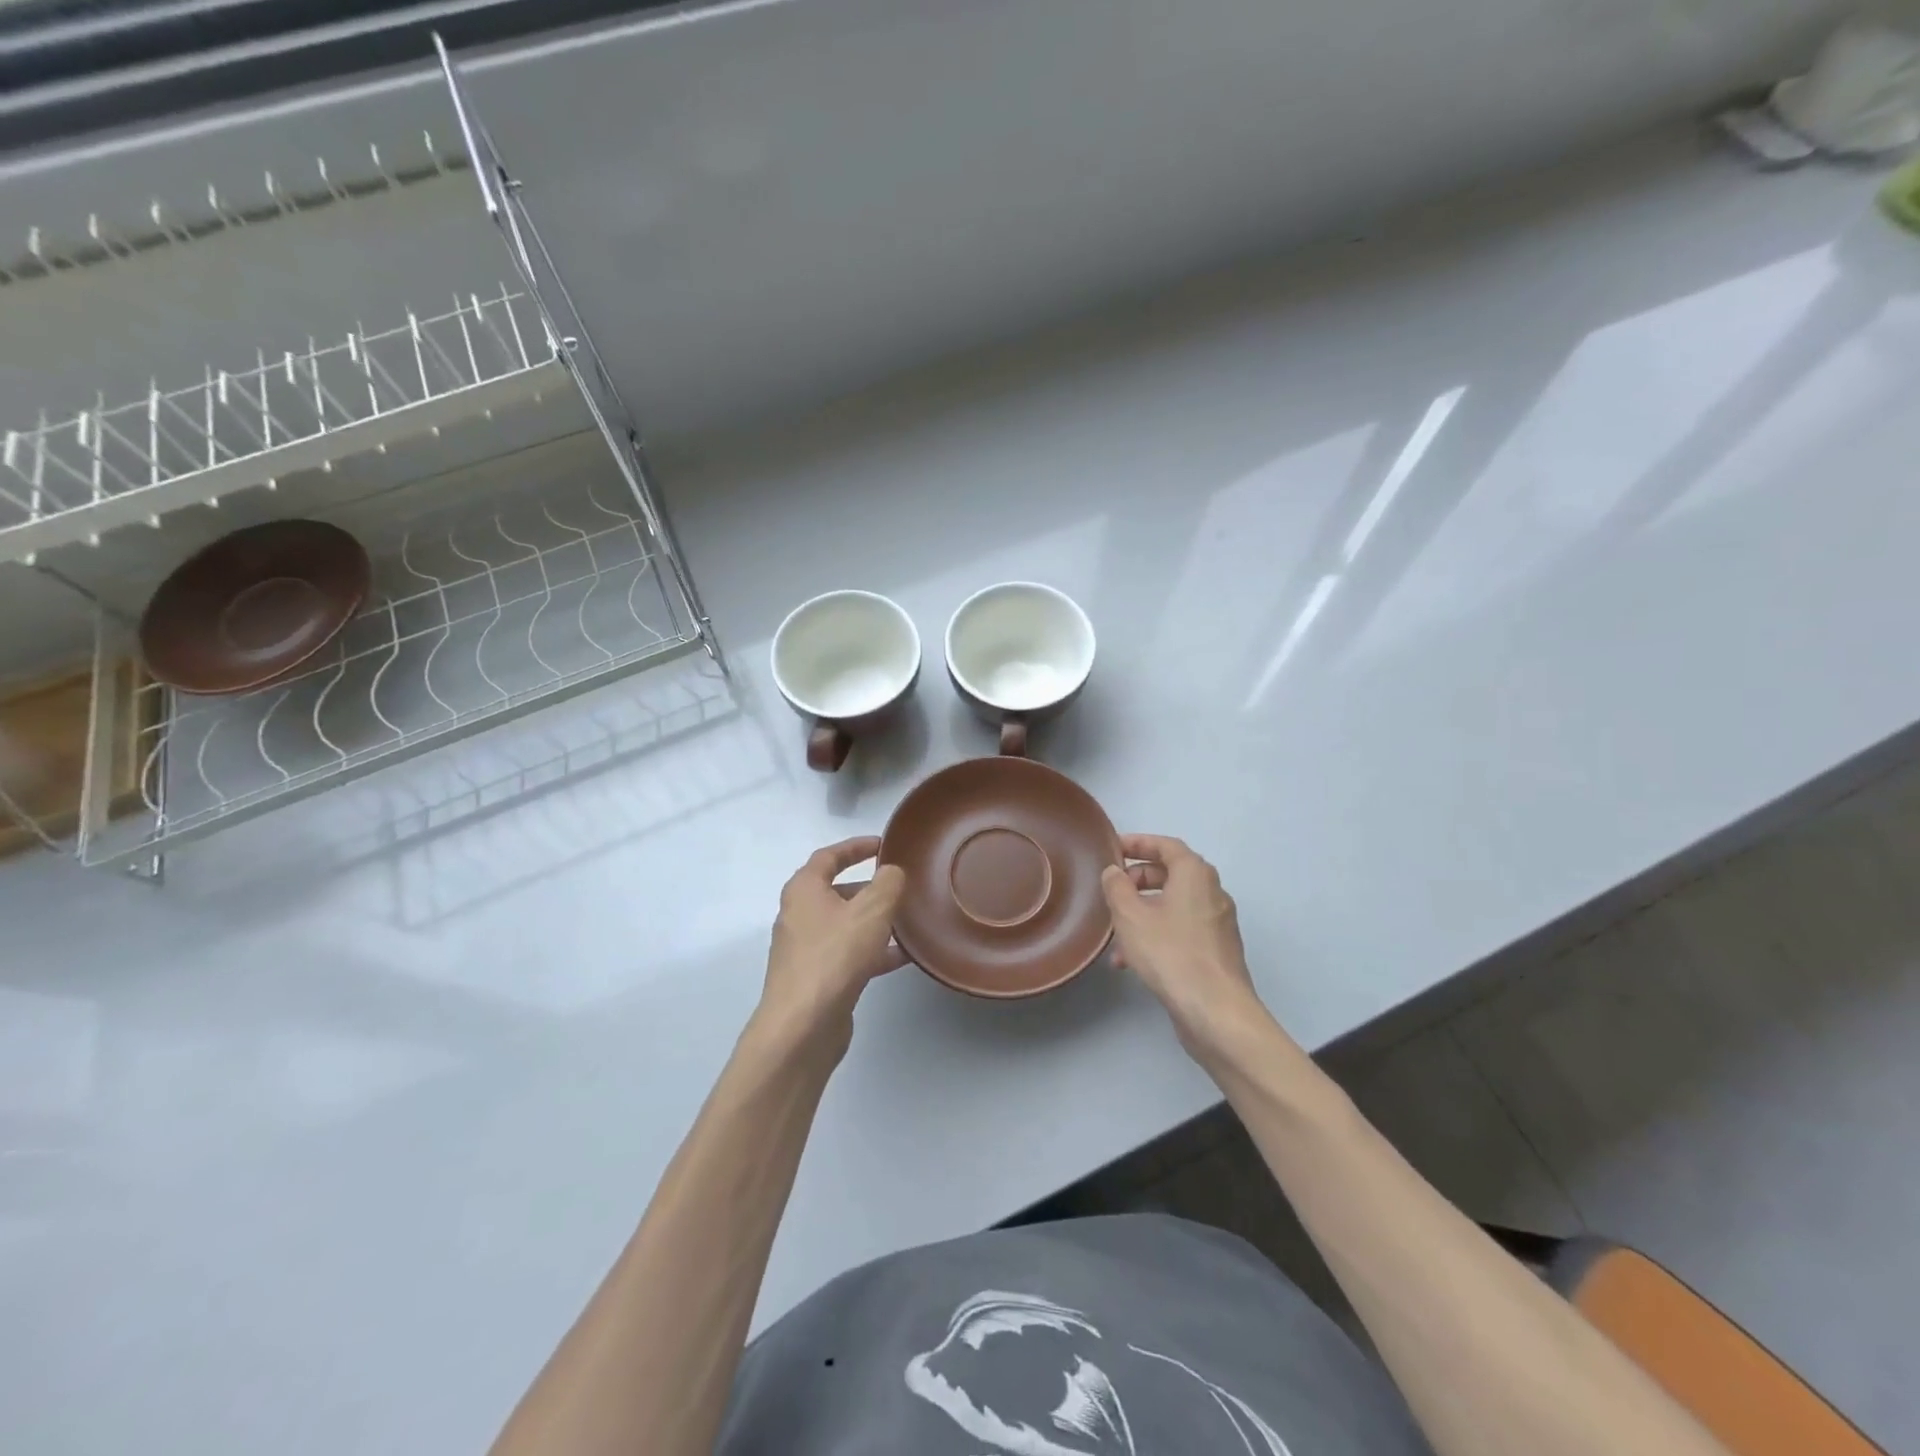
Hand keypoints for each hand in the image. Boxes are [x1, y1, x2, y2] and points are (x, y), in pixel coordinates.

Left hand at [754, 837, 906, 1059]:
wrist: (802, 1026)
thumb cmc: (834, 957)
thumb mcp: (870, 911)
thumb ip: (887, 884)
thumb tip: (892, 872)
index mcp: (804, 890)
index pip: (829, 856)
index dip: (856, 847)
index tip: (883, 844)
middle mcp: (799, 915)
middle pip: (837, 891)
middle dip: (870, 887)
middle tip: (901, 885)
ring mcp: (806, 949)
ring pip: (846, 925)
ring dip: (875, 921)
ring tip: (909, 920)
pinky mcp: (817, 978)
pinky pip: (849, 953)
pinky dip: (873, 950)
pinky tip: (903, 956)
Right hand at [1100, 835, 1280, 1063]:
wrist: (1216, 1012)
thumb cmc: (1171, 953)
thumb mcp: (1130, 916)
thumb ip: (1117, 887)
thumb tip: (1115, 872)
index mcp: (1195, 874)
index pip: (1166, 845)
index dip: (1138, 843)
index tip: (1113, 848)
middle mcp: (1212, 892)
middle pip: (1171, 874)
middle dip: (1138, 879)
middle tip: (1112, 889)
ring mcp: (1217, 924)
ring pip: (1173, 906)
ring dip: (1143, 912)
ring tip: (1115, 933)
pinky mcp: (1216, 952)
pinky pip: (1181, 930)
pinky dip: (1156, 934)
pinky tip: (1131, 961)